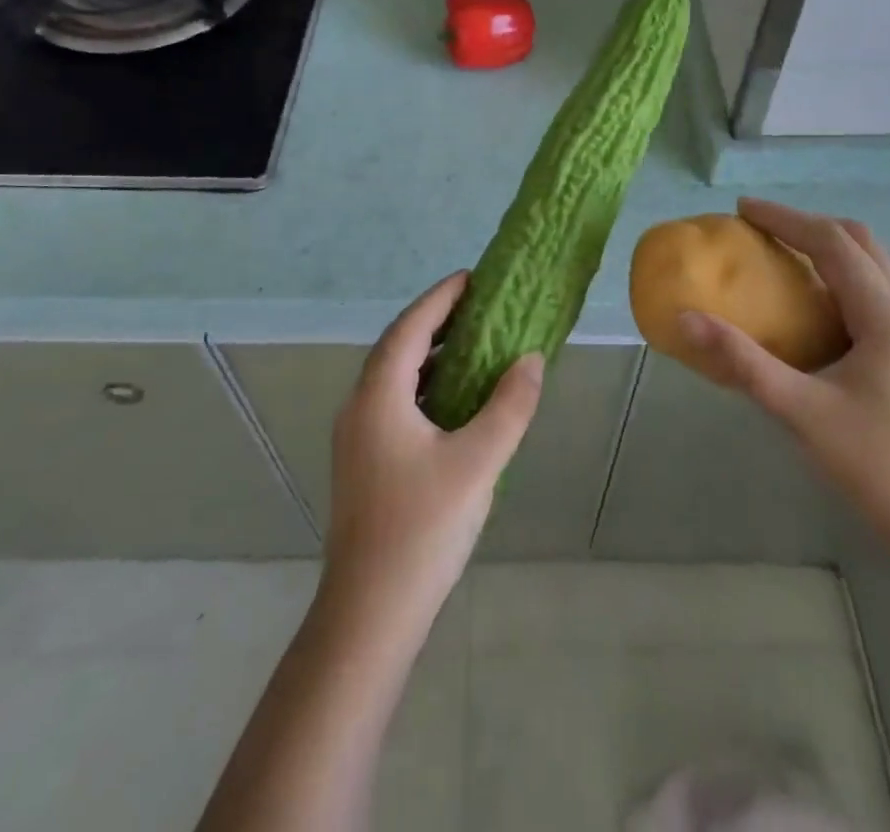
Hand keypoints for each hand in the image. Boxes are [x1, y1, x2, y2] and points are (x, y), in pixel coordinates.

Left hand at [323, 272, 543, 635]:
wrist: (369, 613)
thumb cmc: (422, 528)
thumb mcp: (478, 462)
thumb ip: (509, 406)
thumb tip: (531, 360)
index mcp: (379, 395)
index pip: (411, 327)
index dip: (441, 298)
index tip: (472, 277)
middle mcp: (360, 405)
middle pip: (398, 345)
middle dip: (436, 320)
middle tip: (479, 306)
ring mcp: (357, 436)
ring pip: (395, 376)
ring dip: (430, 354)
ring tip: (473, 345)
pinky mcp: (364, 461)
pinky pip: (395, 402)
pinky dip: (425, 386)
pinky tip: (455, 401)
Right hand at [681, 198, 889, 567]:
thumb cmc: (876, 466)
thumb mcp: (799, 410)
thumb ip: (741, 362)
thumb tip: (686, 319)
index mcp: (886, 317)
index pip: (832, 244)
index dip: (785, 219)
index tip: (742, 210)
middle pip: (860, 244)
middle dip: (809, 226)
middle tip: (761, 229)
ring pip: (872, 268)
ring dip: (827, 250)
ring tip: (781, 256)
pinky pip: (872, 295)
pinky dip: (838, 279)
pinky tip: (811, 306)